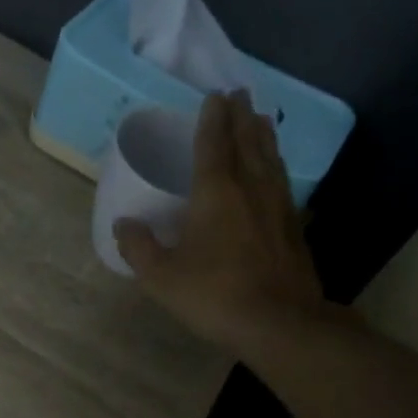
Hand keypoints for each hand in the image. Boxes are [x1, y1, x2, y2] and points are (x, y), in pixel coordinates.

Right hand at [113, 90, 331, 356]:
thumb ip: (139, 248)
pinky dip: (276, 165)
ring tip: (261, 119)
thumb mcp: (162, 277)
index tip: (214, 96)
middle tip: (239, 94)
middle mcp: (250, 189)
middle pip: (247, 143)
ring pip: (270, 159)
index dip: (211, 119)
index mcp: (216, 193)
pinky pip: (282, 182)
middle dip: (241, 117)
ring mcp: (278, 206)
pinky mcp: (293, 227)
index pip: (213, 144)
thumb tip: (123, 224)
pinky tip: (276, 171)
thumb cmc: (215, 295)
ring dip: (263, 136)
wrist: (280, 323)